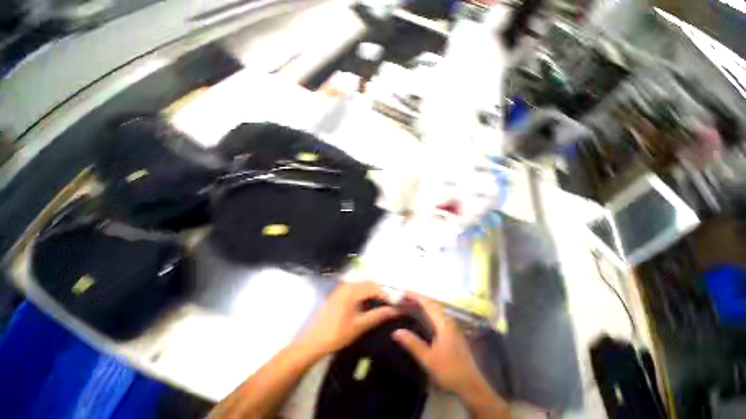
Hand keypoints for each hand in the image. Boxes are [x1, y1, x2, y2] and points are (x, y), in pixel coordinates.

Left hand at [298, 281, 399, 358]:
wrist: (311, 342)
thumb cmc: (336, 334)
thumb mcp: (359, 325)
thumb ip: (378, 315)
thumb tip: (394, 310)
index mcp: (352, 290)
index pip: (375, 287)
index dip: (387, 295)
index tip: (396, 304)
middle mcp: (347, 285)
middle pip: (369, 284)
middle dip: (381, 293)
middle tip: (390, 305)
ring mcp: (342, 288)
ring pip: (363, 286)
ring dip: (373, 293)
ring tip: (381, 306)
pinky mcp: (338, 293)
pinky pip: (356, 289)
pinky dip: (365, 294)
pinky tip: (368, 305)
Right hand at [392, 295, 507, 413]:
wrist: (471, 386)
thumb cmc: (449, 371)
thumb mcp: (428, 359)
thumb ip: (412, 343)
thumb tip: (396, 331)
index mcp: (444, 324)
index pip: (428, 304)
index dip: (415, 296)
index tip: (403, 292)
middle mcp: (449, 321)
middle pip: (432, 304)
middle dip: (418, 298)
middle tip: (404, 296)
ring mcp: (452, 327)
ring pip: (436, 309)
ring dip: (423, 304)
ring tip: (410, 302)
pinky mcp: (452, 333)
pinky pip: (438, 315)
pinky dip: (428, 311)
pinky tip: (422, 315)